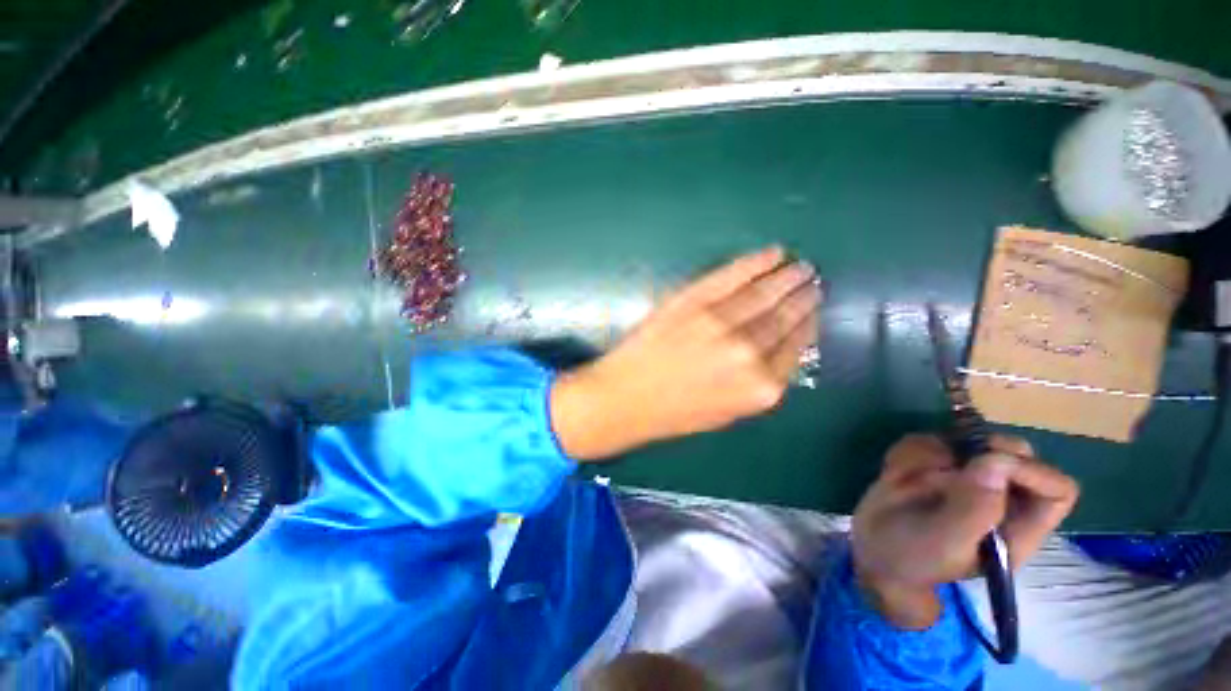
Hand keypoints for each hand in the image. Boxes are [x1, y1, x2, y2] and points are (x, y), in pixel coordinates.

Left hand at [550, 246, 821, 459]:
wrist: (625, 398)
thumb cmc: (675, 413)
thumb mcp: (728, 412)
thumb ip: (759, 384)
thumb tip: (780, 351)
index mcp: (762, 388)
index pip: (796, 346)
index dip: (806, 324)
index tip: (812, 309)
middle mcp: (748, 352)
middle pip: (784, 316)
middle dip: (802, 297)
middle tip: (812, 281)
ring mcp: (720, 322)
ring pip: (764, 293)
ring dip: (786, 276)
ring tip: (799, 267)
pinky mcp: (693, 301)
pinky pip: (731, 276)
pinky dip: (755, 262)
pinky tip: (773, 254)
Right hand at [851, 434, 1078, 628]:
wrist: (870, 548)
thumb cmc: (912, 557)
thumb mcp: (944, 543)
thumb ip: (974, 509)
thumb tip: (997, 462)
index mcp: (1017, 526)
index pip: (1055, 489)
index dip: (1031, 471)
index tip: (988, 462)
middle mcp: (998, 497)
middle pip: (1017, 453)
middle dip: (978, 450)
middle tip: (946, 460)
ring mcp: (964, 477)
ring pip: (963, 441)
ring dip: (929, 454)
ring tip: (906, 481)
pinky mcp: (932, 464)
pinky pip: (925, 441)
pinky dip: (906, 454)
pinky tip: (894, 476)